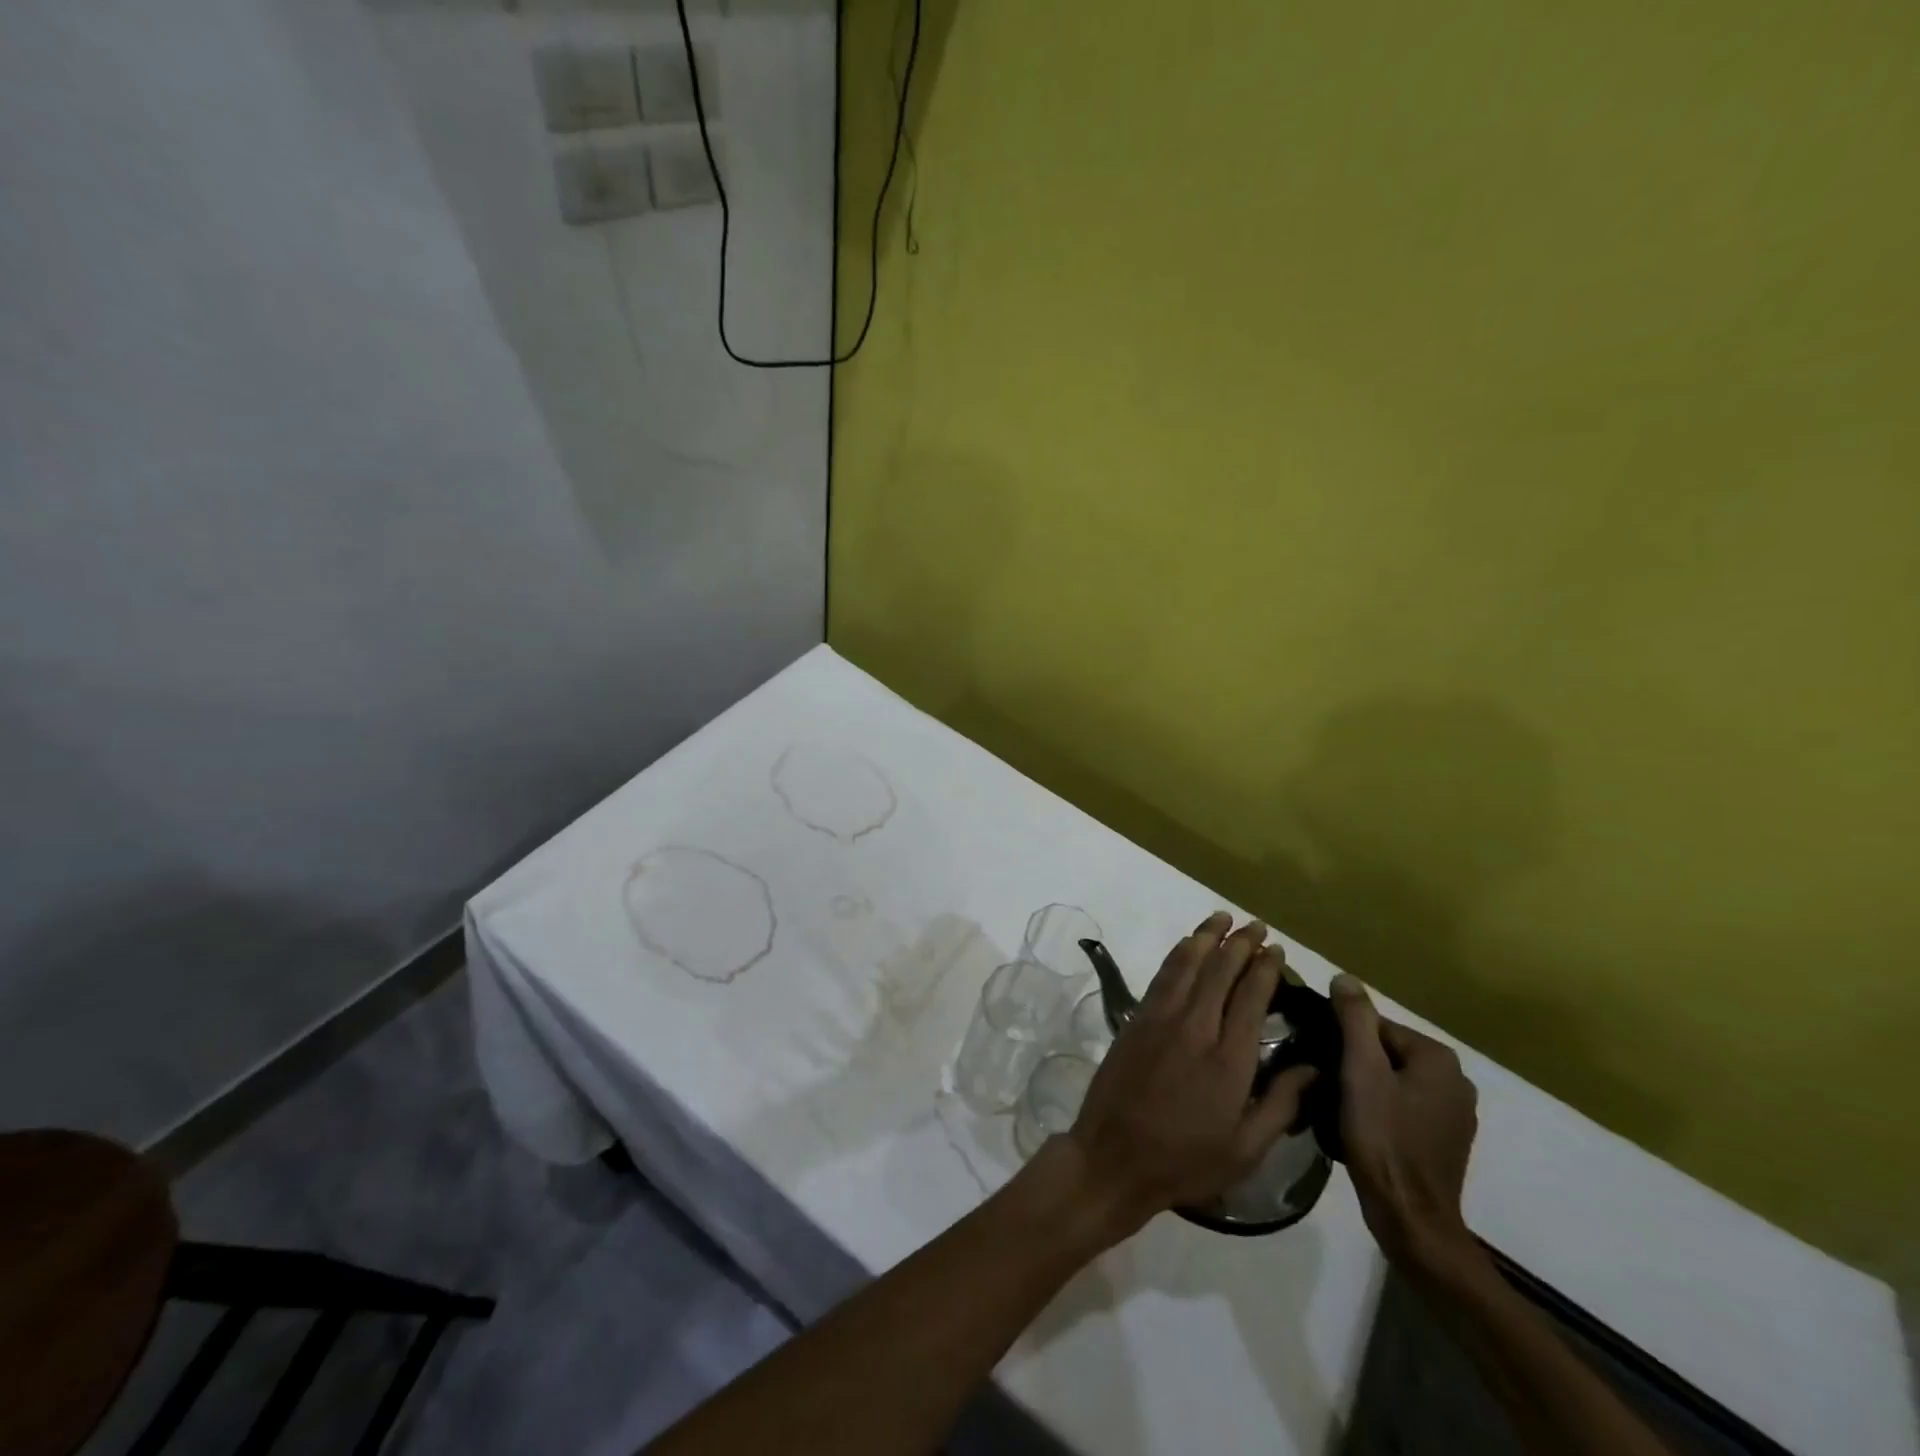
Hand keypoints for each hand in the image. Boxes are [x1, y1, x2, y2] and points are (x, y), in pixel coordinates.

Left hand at [1061, 913, 1316, 1242]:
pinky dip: (1178, 955)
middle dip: (1240, 944)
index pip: (1251, 998)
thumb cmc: (1185, 1160)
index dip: (1265, 970)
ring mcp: (1160, 1018)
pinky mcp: (1136, 1019)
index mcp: (1228, 1059)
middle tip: (1257, 927)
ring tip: (1222, 917)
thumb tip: (1316, 1067)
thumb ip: (1282, 1104)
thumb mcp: (1246, 1148)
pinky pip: (1162, 976)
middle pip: (1220, 972)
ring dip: (1206, 937)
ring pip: (1187, 964)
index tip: (1277, 951)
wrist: (1113, 1156)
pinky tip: (1187, 945)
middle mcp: (1194, 1027)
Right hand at [1329, 974, 1481, 1277]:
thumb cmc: (1383, 1137)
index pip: (1376, 1026)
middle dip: (1355, 1062)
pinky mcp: (1446, 1140)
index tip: (1321, 1059)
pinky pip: (1405, 1106)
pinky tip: (1362, 1127)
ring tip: (1338, 1105)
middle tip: (1326, 1083)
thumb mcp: (1360, 1070)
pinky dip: (1382, 1109)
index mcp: (1438, 1058)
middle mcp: (1456, 1080)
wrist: (1411, 1217)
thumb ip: (1354, 1019)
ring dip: (1366, 1086)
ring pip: (1394, 1080)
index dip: (1343, 1039)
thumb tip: (1345, 978)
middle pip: (1386, 1052)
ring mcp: (1455, 1114)